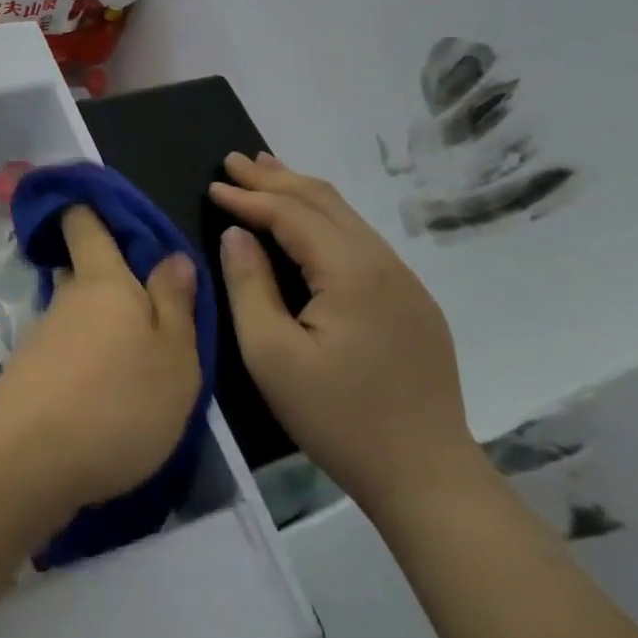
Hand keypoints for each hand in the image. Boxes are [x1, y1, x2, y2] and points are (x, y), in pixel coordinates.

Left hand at [0, 207, 200, 514]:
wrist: (30, 462)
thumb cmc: (119, 400)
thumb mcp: (174, 356)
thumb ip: (175, 304)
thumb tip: (172, 256)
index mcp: (103, 280)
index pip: (85, 225)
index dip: (87, 208)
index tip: (93, 200)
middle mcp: (66, 299)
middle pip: (84, 274)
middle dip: (111, 282)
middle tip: (149, 305)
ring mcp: (42, 339)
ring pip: (77, 318)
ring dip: (102, 331)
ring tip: (139, 364)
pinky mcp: (29, 378)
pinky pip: (67, 355)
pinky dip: (87, 365)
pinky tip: (108, 397)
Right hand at [210, 153, 480, 520]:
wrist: (427, 476)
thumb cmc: (338, 417)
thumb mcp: (272, 356)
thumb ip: (249, 286)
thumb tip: (236, 235)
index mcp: (352, 271)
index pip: (291, 215)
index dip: (248, 197)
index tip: (211, 186)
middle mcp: (384, 263)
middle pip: (323, 202)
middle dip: (275, 178)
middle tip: (234, 160)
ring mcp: (404, 281)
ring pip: (346, 217)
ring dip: (301, 192)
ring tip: (267, 171)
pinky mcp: (411, 302)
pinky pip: (360, 241)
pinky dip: (324, 218)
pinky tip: (307, 221)